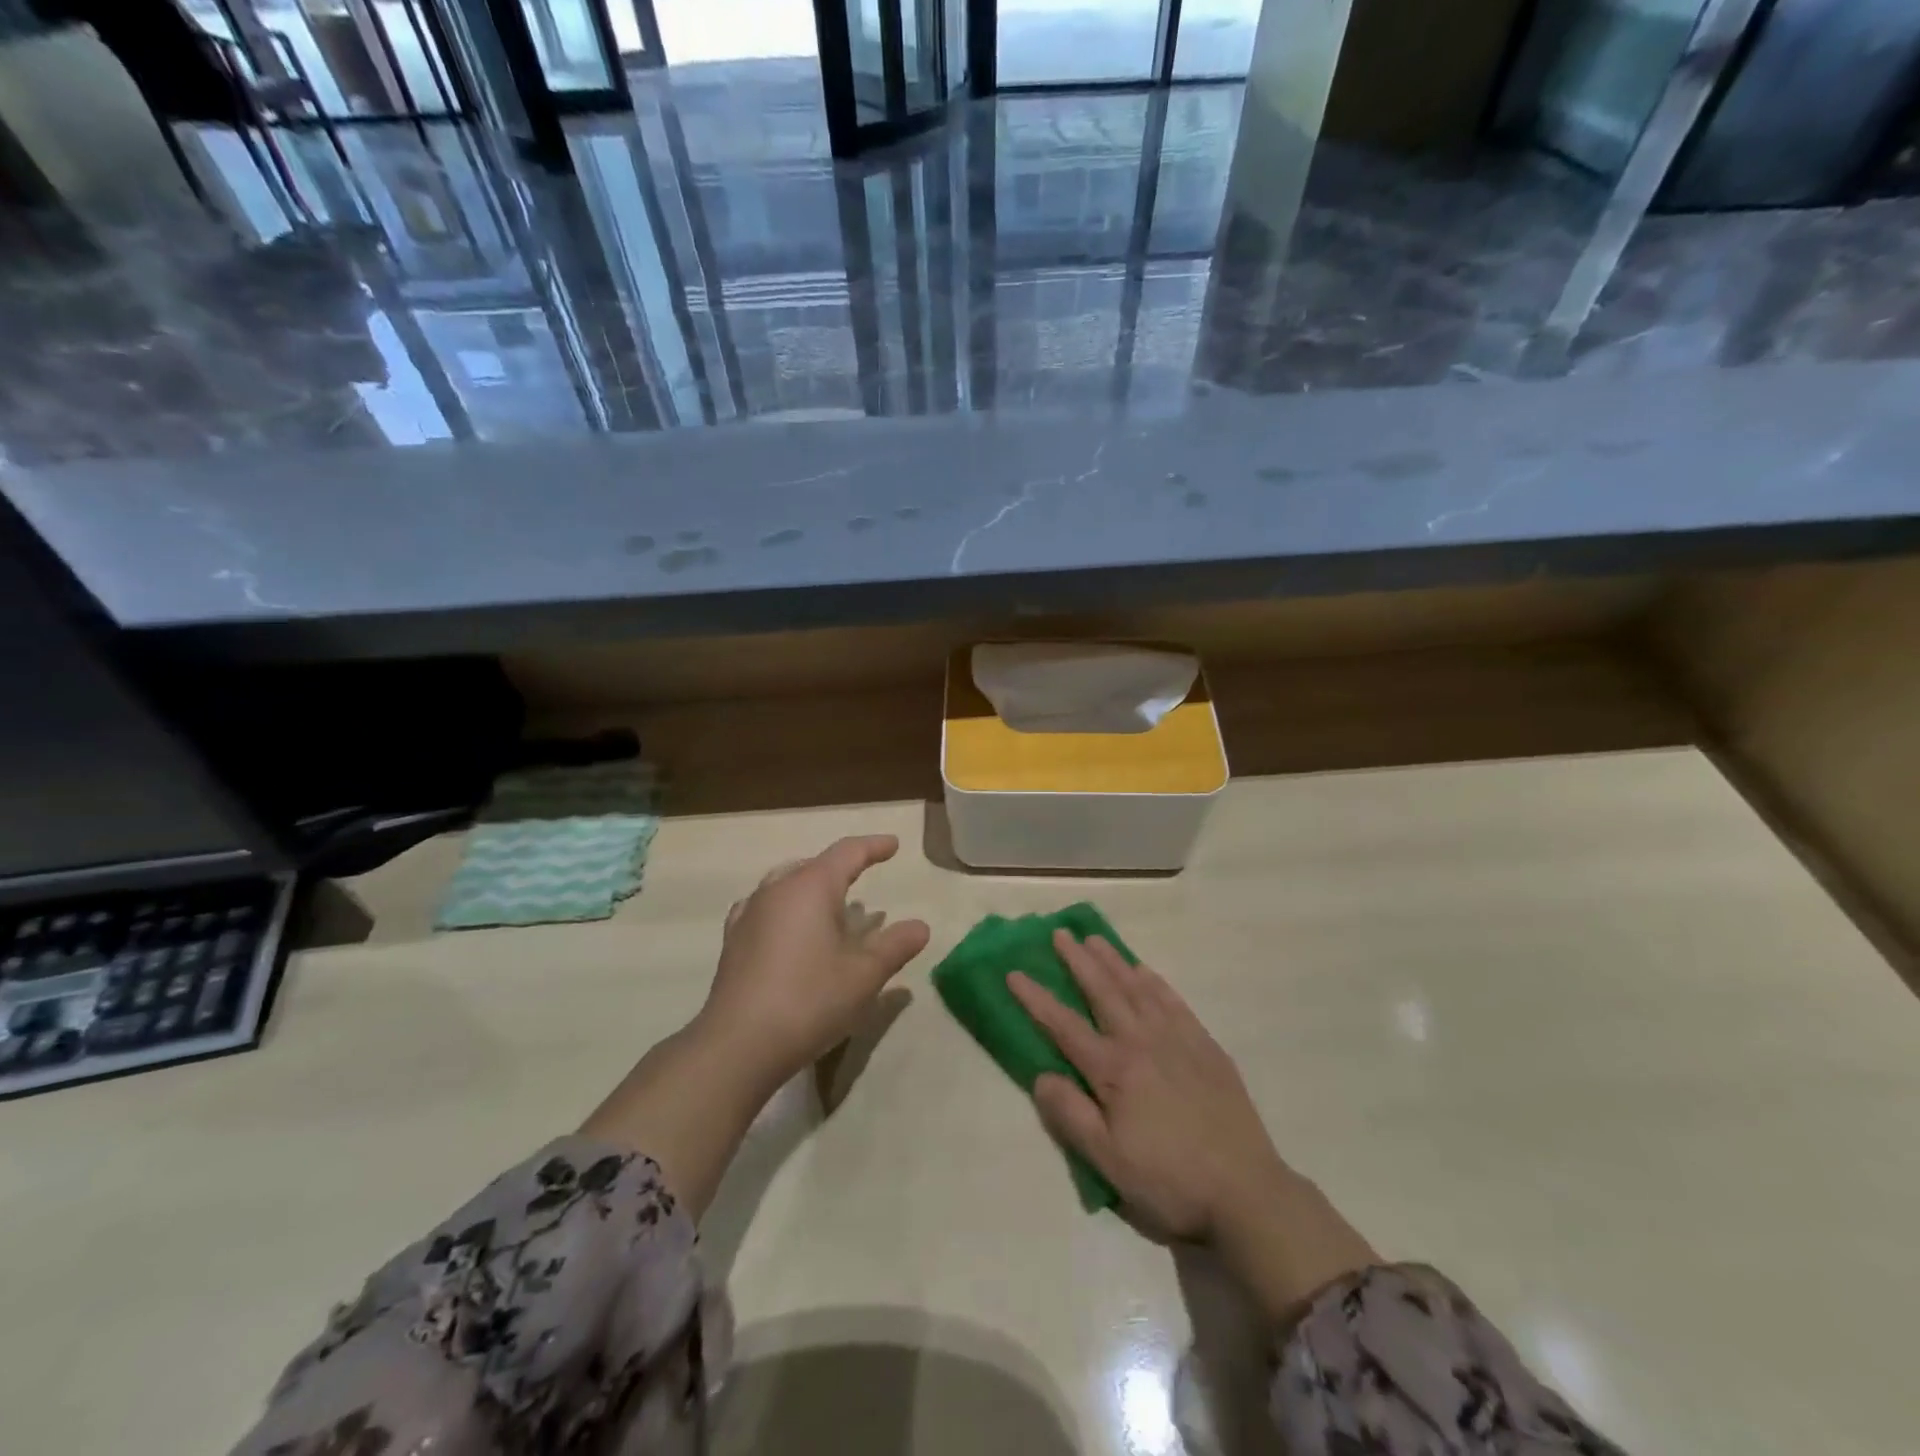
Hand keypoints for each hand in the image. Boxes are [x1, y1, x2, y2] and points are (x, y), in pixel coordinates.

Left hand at [698, 834, 930, 1093]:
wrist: (738, 1044)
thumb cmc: (809, 1000)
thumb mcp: (865, 975)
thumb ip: (895, 945)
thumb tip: (921, 926)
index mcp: (811, 887)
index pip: (847, 853)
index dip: (874, 846)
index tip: (893, 845)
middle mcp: (777, 889)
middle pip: (814, 865)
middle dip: (842, 867)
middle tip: (864, 875)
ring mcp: (750, 913)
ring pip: (787, 883)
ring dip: (813, 887)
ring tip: (831, 904)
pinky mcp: (734, 940)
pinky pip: (766, 906)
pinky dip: (788, 907)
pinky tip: (790, 927)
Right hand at [1009, 931, 1285, 1243]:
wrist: (1246, 1191)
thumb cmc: (1169, 1181)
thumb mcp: (1109, 1162)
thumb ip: (1071, 1115)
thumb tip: (1040, 1075)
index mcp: (1114, 1070)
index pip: (1064, 1025)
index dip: (1036, 999)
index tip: (1014, 973)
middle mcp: (1142, 1042)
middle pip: (1103, 992)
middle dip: (1078, 961)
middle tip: (1060, 933)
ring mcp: (1177, 1039)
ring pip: (1138, 988)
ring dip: (1114, 961)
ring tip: (1095, 939)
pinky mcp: (1205, 1046)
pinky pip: (1174, 1001)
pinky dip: (1155, 981)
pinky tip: (1145, 971)